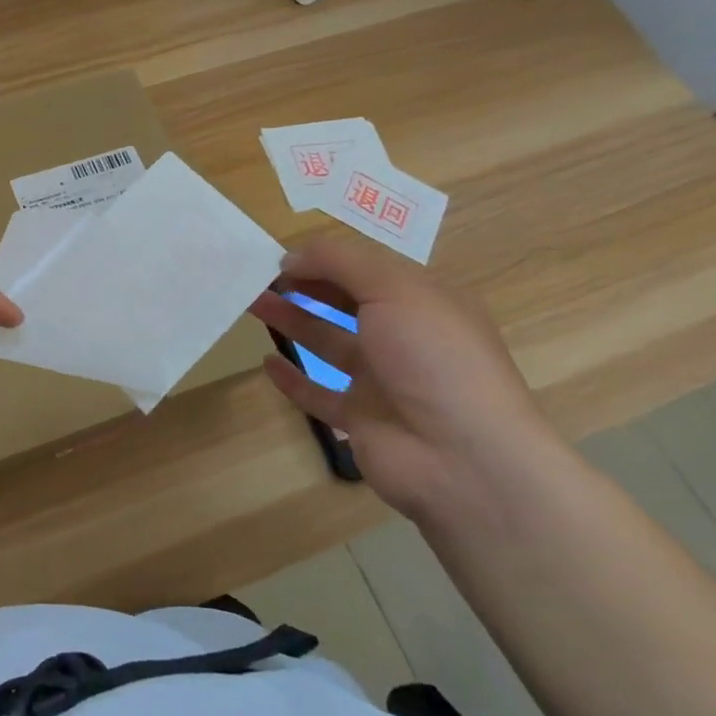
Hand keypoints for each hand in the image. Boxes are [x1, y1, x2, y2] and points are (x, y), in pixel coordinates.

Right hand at [248, 232, 564, 529]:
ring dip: (292, 321)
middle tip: (259, 277)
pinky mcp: (361, 419)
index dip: (325, 260)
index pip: (367, 269)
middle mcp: (405, 338)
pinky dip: (293, 379)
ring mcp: (383, 381)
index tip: (280, 257)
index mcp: (424, 302)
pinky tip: (267, 362)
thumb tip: (291, 257)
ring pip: (328, 343)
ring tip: (252, 304)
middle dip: (305, 286)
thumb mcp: (394, 289)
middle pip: (345, 303)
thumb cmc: (433, 358)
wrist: (463, 458)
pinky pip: (319, 393)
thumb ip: (339, 263)